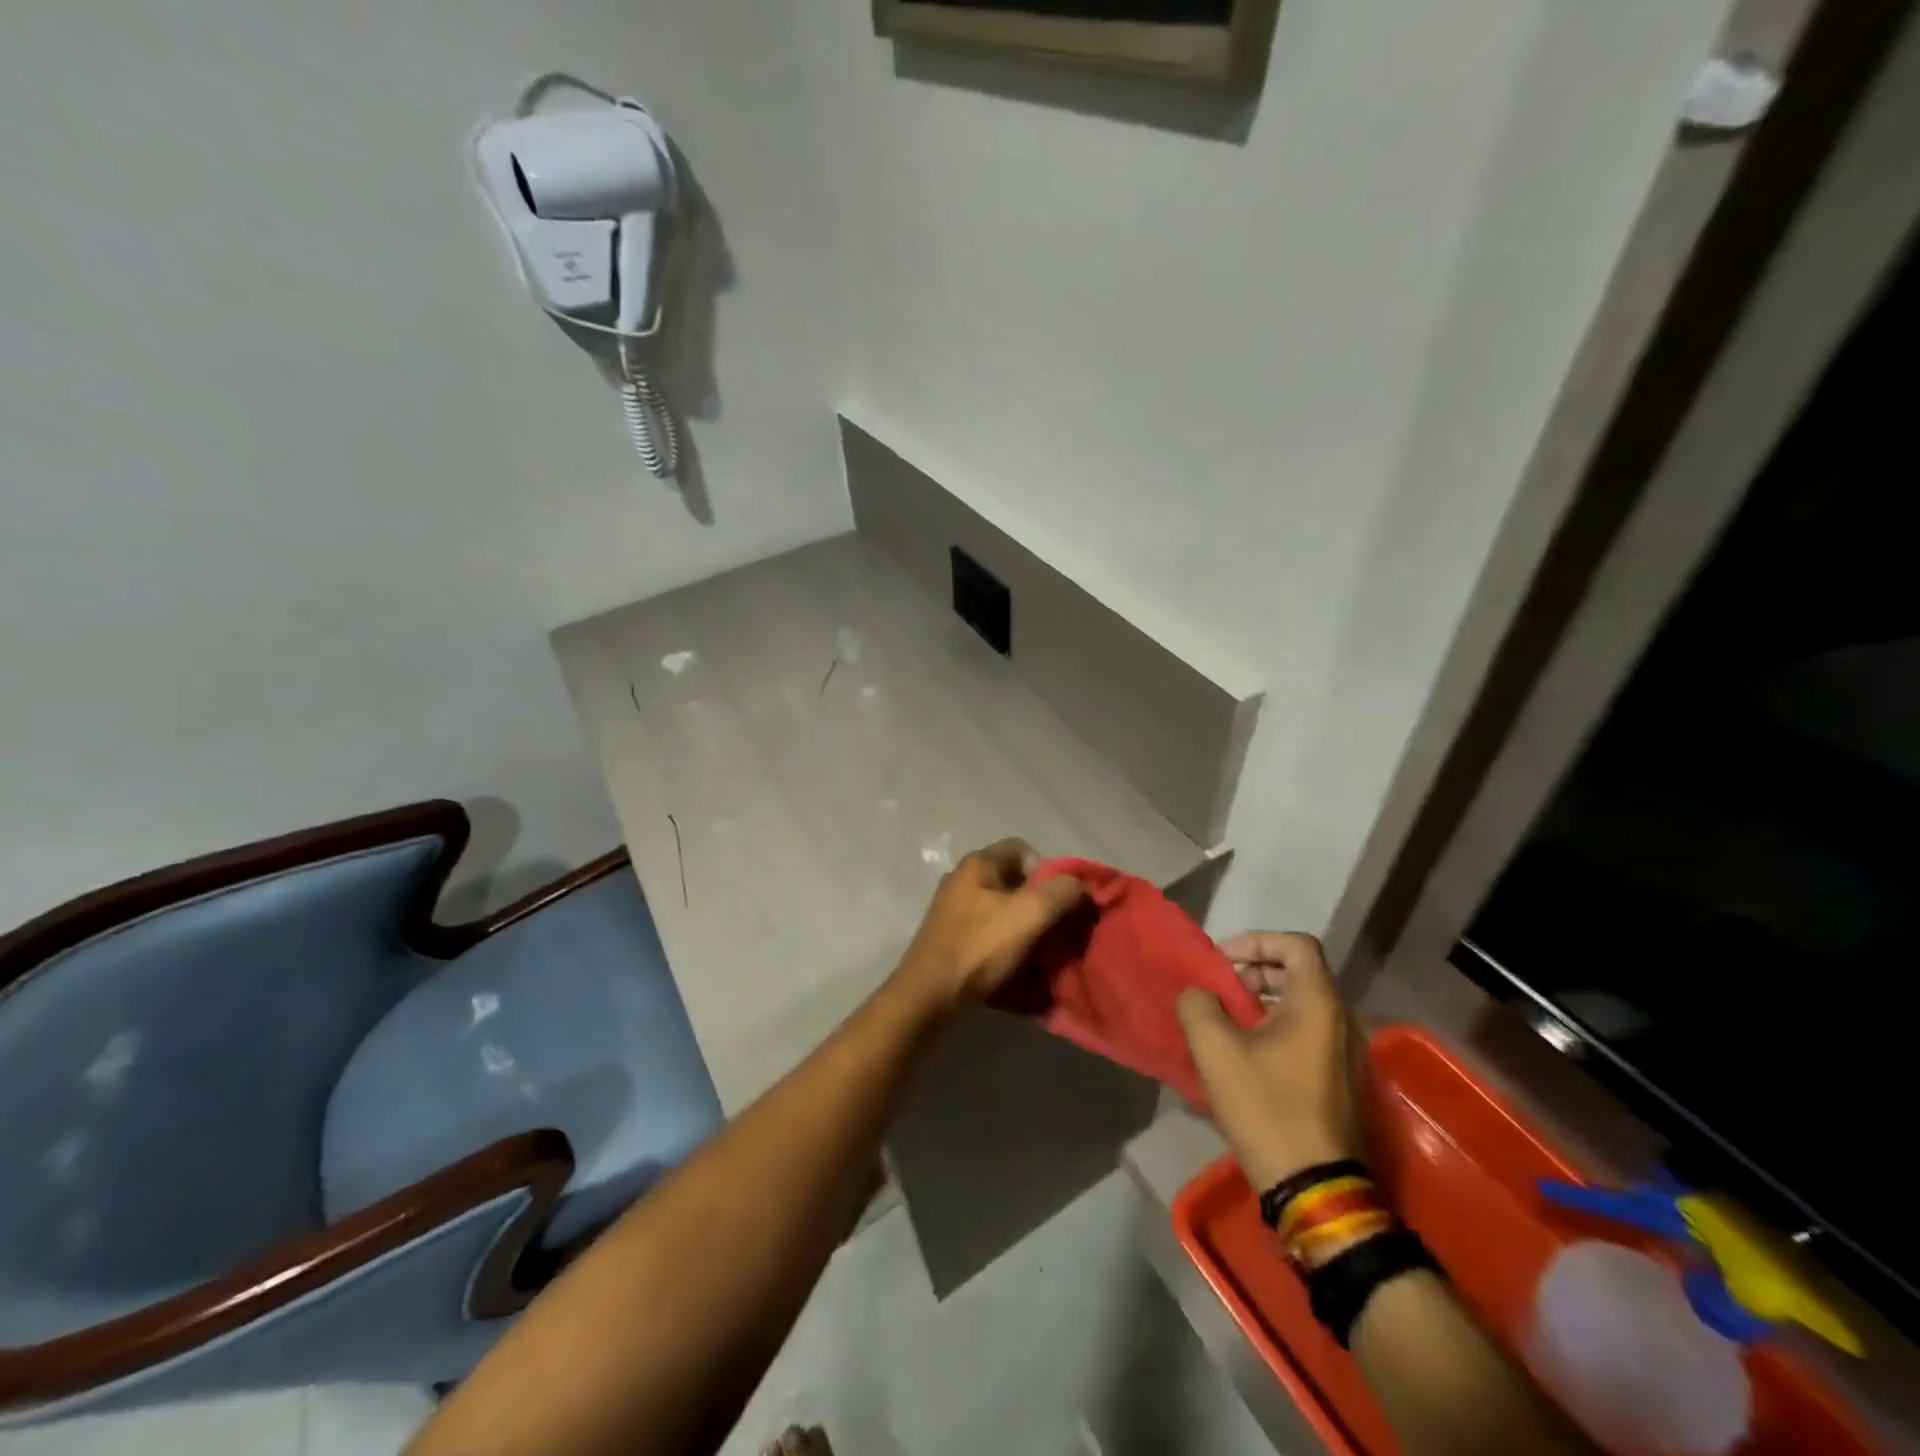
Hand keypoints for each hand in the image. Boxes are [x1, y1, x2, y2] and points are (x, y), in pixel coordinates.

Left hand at [894, 839, 1085, 1013]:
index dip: (1049, 870)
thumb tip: (1079, 886)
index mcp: (978, 863)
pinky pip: (989, 931)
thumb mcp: (1028, 915)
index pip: (1023, 849)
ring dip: (1025, 927)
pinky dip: (1007, 943)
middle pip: (1014, 880)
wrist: (929, 995)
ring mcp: (953, 908)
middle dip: (1040, 903)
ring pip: (1003, 908)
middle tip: (1056, 928)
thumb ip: (1060, 893)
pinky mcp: (951, 936)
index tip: (1061, 900)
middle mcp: (963, 879)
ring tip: (1041, 951)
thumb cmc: (979, 948)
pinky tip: (1017, 964)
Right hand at [1176, 932, 1364, 1189]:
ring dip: (1262, 1003)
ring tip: (1225, 1023)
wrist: (1314, 1188)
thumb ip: (1198, 1005)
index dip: (1256, 941)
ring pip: (1302, 1005)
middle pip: (1298, 973)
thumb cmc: (1266, 1108)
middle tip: (1219, 992)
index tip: (1223, 962)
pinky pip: (1307, 1034)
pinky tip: (1245, 1055)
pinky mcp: (1341, 1081)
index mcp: (1318, 1004)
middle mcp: (1342, 1021)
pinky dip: (1275, 1028)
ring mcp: (1346, 1054)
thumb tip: (1199, 995)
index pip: (1296, 944)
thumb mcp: (1215, 1051)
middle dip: (1254, 973)